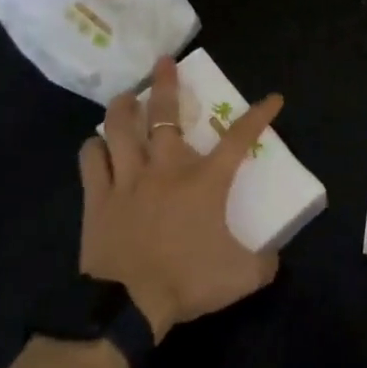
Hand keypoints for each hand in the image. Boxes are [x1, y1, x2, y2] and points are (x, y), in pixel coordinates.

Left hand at [79, 57, 283, 340]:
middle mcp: (166, 168)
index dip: (259, 115)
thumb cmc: (187, 281)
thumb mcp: (241, 276)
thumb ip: (264, 263)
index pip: (240, 138)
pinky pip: (91, 162)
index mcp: (205, 181)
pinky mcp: (98, 198)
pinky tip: (95, 144)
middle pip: (166, 114)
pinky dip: (93, 149)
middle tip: (164, 61)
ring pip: (120, 129)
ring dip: (124, 107)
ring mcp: (127, 180)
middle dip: (167, 83)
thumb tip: (275, 258)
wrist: (127, 305)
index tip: (273, 98)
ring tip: (126, 95)